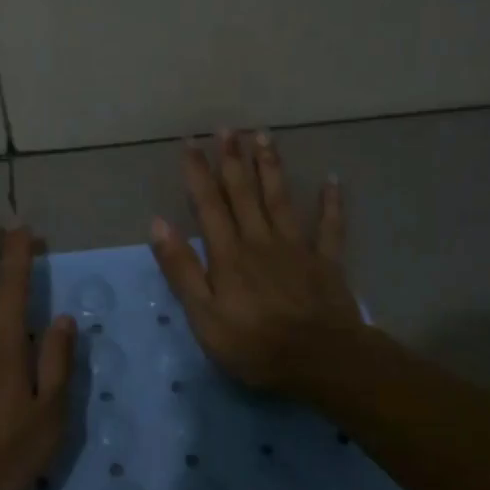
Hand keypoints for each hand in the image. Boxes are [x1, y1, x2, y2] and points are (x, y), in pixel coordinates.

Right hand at [149, 130, 363, 392]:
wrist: (320, 361)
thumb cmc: (254, 344)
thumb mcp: (203, 315)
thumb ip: (182, 268)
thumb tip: (158, 223)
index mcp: (228, 254)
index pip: (208, 204)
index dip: (198, 172)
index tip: (190, 142)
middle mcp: (260, 240)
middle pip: (244, 193)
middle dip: (233, 159)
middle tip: (228, 128)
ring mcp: (296, 248)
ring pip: (280, 199)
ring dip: (270, 166)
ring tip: (264, 135)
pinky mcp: (326, 262)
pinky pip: (329, 226)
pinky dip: (331, 202)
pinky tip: (332, 179)